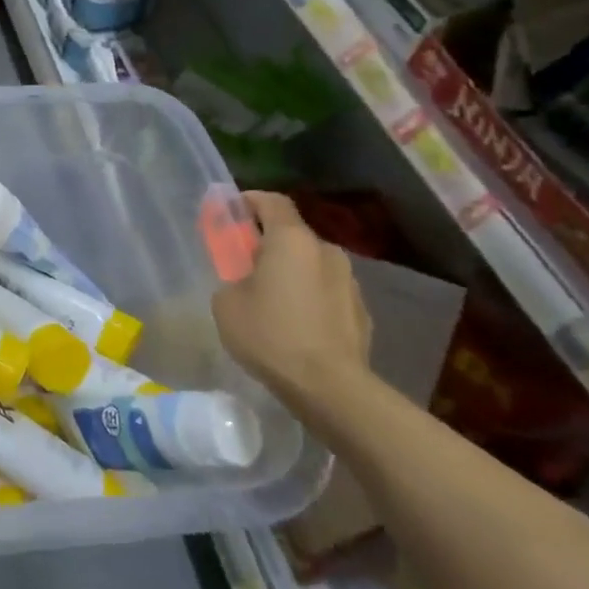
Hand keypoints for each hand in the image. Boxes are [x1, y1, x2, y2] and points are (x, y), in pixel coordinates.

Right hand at [211, 192, 371, 410]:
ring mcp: (349, 281)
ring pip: (311, 265)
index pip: (272, 201)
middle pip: (292, 234)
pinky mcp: (361, 311)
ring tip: (271, 301)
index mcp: (291, 240)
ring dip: (291, 272)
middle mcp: (326, 251)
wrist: (330, 387)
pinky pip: (326, 292)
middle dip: (268, 243)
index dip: (248, 201)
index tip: (230, 213)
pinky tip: (296, 326)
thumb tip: (247, 281)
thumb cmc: (270, 334)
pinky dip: (309, 298)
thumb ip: (233, 278)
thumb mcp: (227, 302)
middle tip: (245, 265)